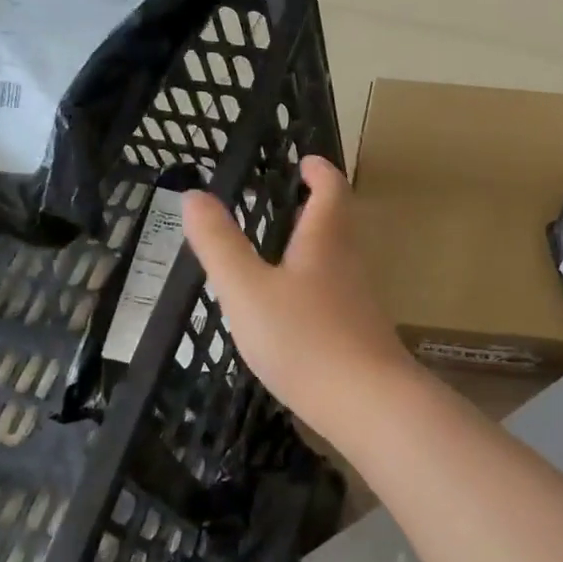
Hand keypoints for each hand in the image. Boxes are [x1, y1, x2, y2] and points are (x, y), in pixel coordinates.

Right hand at [181, 156, 420, 431]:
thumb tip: (195, 195)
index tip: (304, 160)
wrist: (367, 401)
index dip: (319, 170)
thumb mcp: (247, 290)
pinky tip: (293, 308)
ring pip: (337, 259)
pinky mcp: (359, 331)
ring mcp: (359, 299)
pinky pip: (335, 293)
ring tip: (281, 250)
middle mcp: (349, 263)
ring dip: (314, 245)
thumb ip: (220, 244)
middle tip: (286, 201)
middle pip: (338, 223)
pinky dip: (314, 284)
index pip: (331, 189)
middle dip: (315, 207)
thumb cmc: (303, 338)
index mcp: (326, 241)